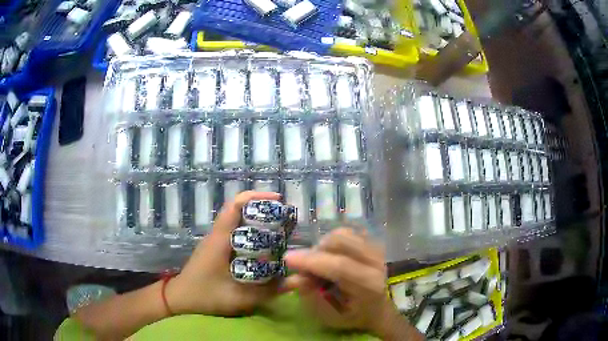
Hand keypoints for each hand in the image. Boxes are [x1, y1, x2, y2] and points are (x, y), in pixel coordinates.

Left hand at [166, 191, 281, 315]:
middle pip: (239, 210)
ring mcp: (215, 241)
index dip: (255, 197)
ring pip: (237, 221)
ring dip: (257, 220)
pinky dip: (251, 233)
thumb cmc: (205, 296)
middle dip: (262, 209)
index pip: (234, 206)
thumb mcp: (239, 298)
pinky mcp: (216, 248)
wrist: (180, 298)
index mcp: (220, 240)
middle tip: (286, 219)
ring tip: (280, 230)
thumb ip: (267, 292)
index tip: (277, 200)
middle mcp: (217, 235)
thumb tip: (296, 281)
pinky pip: (235, 233)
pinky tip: (264, 247)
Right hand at [284, 228, 420, 338]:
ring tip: (318, 263)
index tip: (287, 259)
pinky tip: (329, 256)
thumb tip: (294, 278)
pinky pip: (347, 233)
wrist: (379, 309)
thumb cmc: (353, 316)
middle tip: (304, 268)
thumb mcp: (329, 316)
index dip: (311, 261)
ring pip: (342, 234)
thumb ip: (312, 298)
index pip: (339, 267)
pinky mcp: (372, 243)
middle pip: (340, 243)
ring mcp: (376, 250)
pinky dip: (331, 242)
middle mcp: (375, 263)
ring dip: (322, 246)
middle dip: (314, 252)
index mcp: (368, 286)